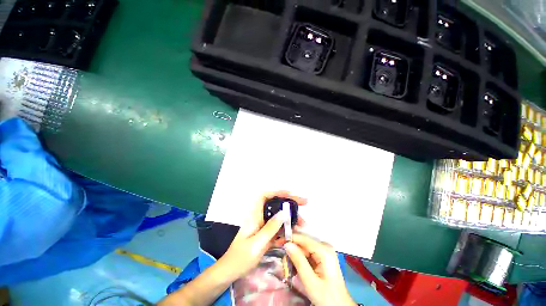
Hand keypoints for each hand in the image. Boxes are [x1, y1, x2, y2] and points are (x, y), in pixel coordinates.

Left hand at [219, 191, 306, 279]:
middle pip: (275, 205)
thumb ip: (270, 227)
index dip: (277, 192)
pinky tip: (293, 236)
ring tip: (302, 225)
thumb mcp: (257, 243)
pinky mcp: (265, 235)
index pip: (264, 196)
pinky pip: (278, 229)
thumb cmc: (240, 258)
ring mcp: (263, 227)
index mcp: (254, 216)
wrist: (230, 273)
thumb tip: (284, 212)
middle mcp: (259, 218)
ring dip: (290, 219)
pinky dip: (286, 231)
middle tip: (304, 204)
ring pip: (278, 217)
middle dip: (289, 203)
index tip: (290, 194)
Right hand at [285, 234, 355, 305]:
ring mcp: (324, 251)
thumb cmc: (327, 297)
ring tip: (287, 264)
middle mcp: (324, 246)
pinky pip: (308, 253)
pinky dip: (300, 258)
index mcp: (324, 250)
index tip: (277, 242)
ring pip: (304, 247)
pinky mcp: (322, 256)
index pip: (303, 238)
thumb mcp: (310, 281)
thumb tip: (287, 244)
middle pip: (303, 242)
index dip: (289, 239)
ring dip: (295, 254)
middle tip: (282, 258)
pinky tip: (295, 266)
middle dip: (292, 248)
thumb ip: (298, 261)